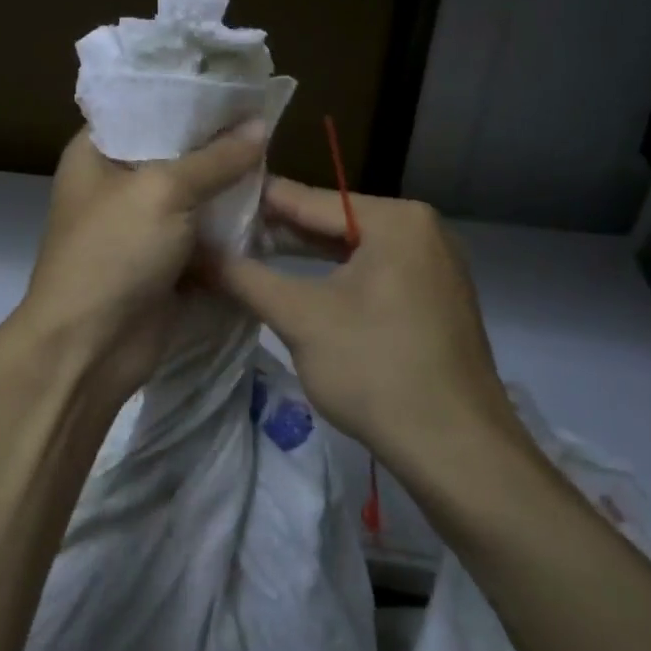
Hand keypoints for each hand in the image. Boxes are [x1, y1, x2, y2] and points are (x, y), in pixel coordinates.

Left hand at [16, 123, 267, 412]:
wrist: (90, 348)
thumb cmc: (113, 252)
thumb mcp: (163, 192)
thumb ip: (214, 158)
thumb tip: (260, 124)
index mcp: (97, 152)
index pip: (144, 106)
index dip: (188, 94)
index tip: (237, 83)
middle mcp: (117, 183)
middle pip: (175, 151)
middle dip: (219, 143)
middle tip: (270, 122)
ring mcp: (142, 225)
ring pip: (195, 195)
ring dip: (231, 187)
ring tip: (281, 161)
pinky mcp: (165, 261)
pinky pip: (204, 234)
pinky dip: (232, 227)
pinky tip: (273, 208)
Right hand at [211, 179, 526, 472]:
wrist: (457, 451)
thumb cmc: (376, 369)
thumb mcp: (300, 318)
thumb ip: (243, 277)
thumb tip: (194, 252)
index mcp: (397, 219)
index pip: (309, 199)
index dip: (255, 202)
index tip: (210, 199)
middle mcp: (423, 229)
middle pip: (333, 221)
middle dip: (277, 231)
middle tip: (220, 232)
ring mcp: (434, 265)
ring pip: (353, 250)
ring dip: (303, 256)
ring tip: (247, 255)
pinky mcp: (435, 299)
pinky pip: (374, 273)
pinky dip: (335, 278)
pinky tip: (298, 285)